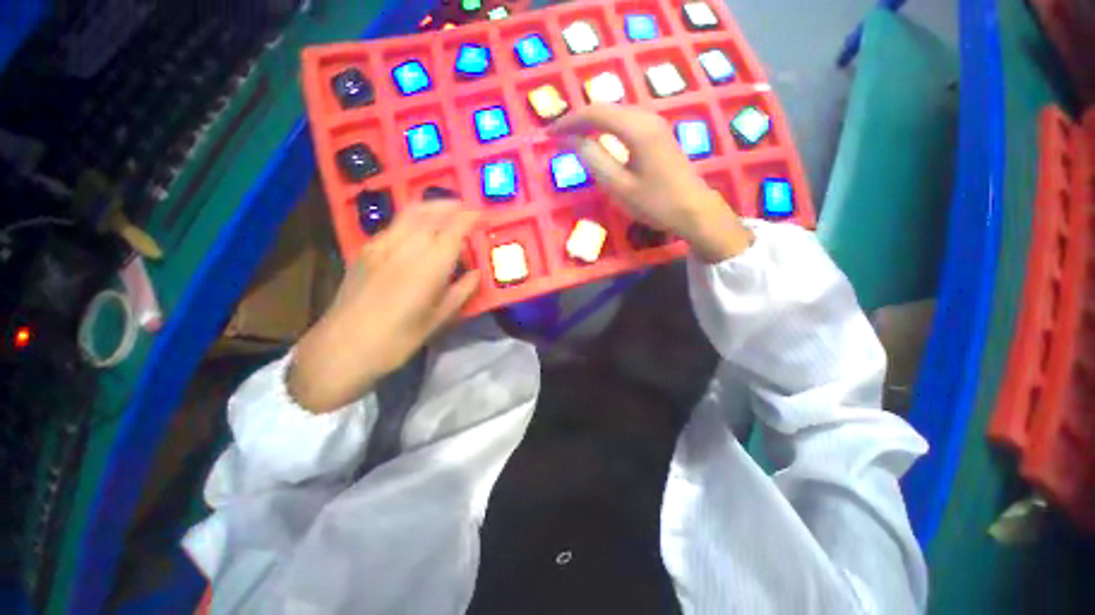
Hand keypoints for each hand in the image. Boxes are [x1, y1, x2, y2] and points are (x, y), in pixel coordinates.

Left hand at [287, 202, 480, 412]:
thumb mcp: (438, 320)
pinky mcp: (366, 249)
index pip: (452, 230)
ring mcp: (381, 245)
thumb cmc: (398, 339)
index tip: (480, 213)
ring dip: (432, 207)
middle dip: (450, 205)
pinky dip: (414, 218)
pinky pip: (396, 223)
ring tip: (446, 210)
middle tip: (466, 208)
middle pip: (430, 213)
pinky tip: (419, 228)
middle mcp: (405, 247)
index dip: (468, 218)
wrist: (342, 347)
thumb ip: (461, 292)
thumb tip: (477, 273)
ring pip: (410, 213)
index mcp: (428, 267)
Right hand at [549, 105, 752, 261]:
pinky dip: (606, 126)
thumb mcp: (619, 186)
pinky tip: (598, 137)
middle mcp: (646, 117)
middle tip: (557, 135)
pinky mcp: (658, 133)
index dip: (569, 121)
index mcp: (636, 129)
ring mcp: (655, 123)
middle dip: (578, 119)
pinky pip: (626, 121)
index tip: (549, 134)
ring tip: (572, 136)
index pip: (594, 113)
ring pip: (616, 112)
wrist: (693, 210)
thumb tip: (572, 140)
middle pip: (605, 107)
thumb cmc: (655, 203)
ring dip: (592, 121)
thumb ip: (594, 160)